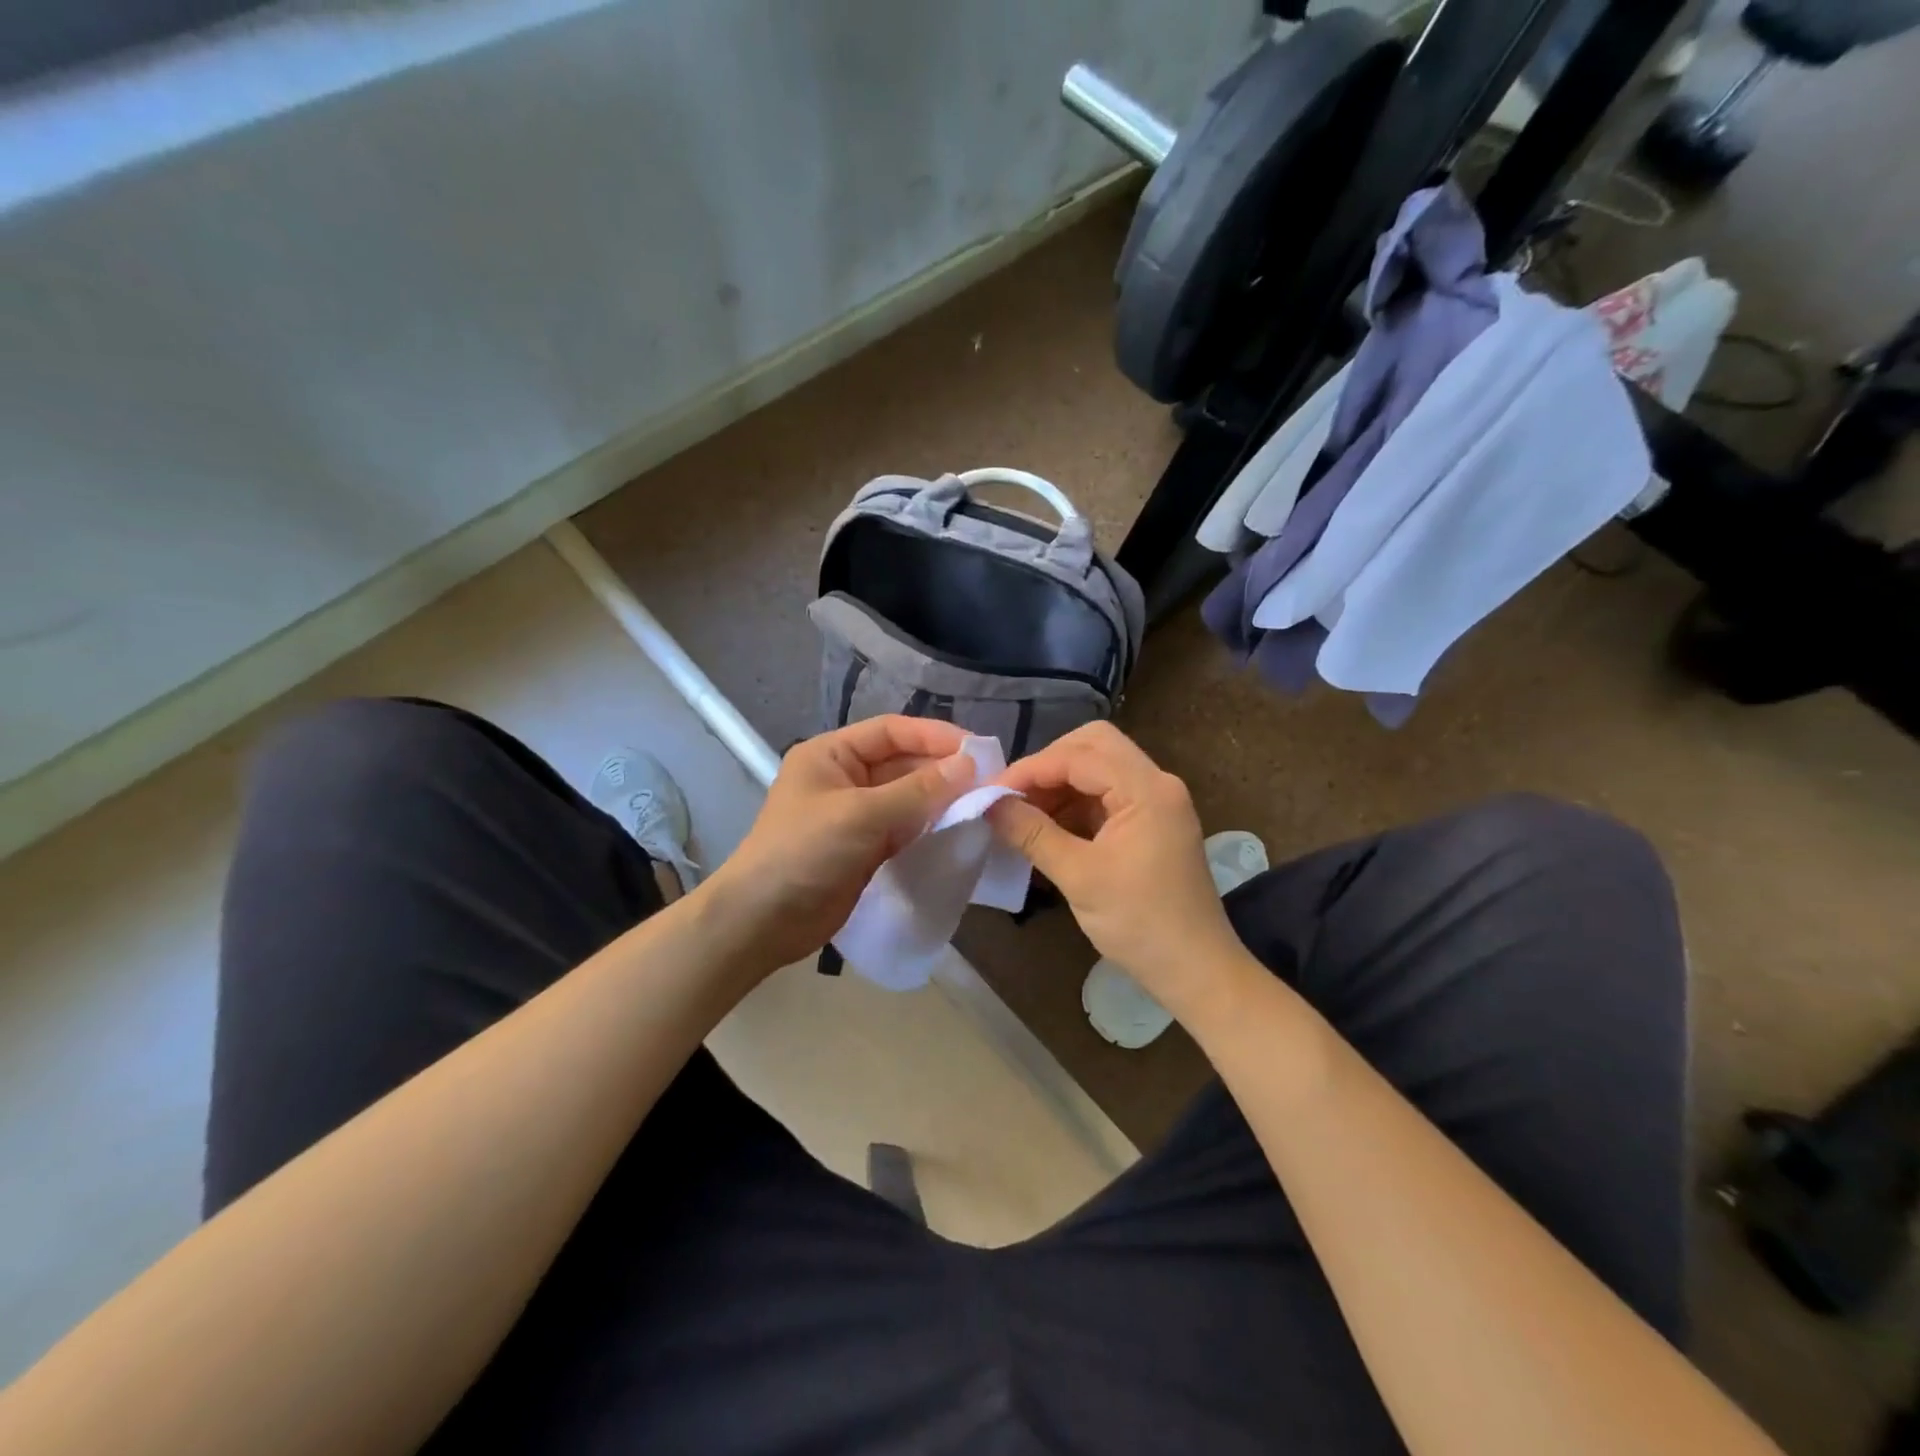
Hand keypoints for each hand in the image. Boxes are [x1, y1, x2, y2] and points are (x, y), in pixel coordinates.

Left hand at [705, 716, 976, 969]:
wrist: (762, 922)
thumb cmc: (804, 852)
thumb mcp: (860, 815)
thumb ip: (917, 790)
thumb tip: (969, 764)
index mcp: (832, 754)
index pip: (891, 731)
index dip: (934, 736)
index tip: (977, 749)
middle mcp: (845, 777)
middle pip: (903, 763)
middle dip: (942, 770)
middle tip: (989, 780)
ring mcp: (856, 815)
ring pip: (908, 798)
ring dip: (941, 800)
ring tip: (982, 803)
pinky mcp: (866, 848)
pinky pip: (906, 828)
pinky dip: (930, 828)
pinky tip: (959, 829)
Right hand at [987, 722, 1251, 1024]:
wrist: (1196, 970)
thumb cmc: (1140, 924)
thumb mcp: (1079, 877)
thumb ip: (1032, 833)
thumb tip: (988, 804)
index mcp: (1147, 790)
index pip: (1079, 755)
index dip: (1031, 769)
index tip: (991, 792)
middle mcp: (1156, 783)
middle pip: (1093, 746)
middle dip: (1047, 766)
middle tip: (1012, 795)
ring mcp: (1156, 802)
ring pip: (1098, 768)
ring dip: (1059, 785)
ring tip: (1022, 815)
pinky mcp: (1150, 822)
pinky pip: (1106, 795)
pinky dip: (1074, 804)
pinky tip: (1047, 828)